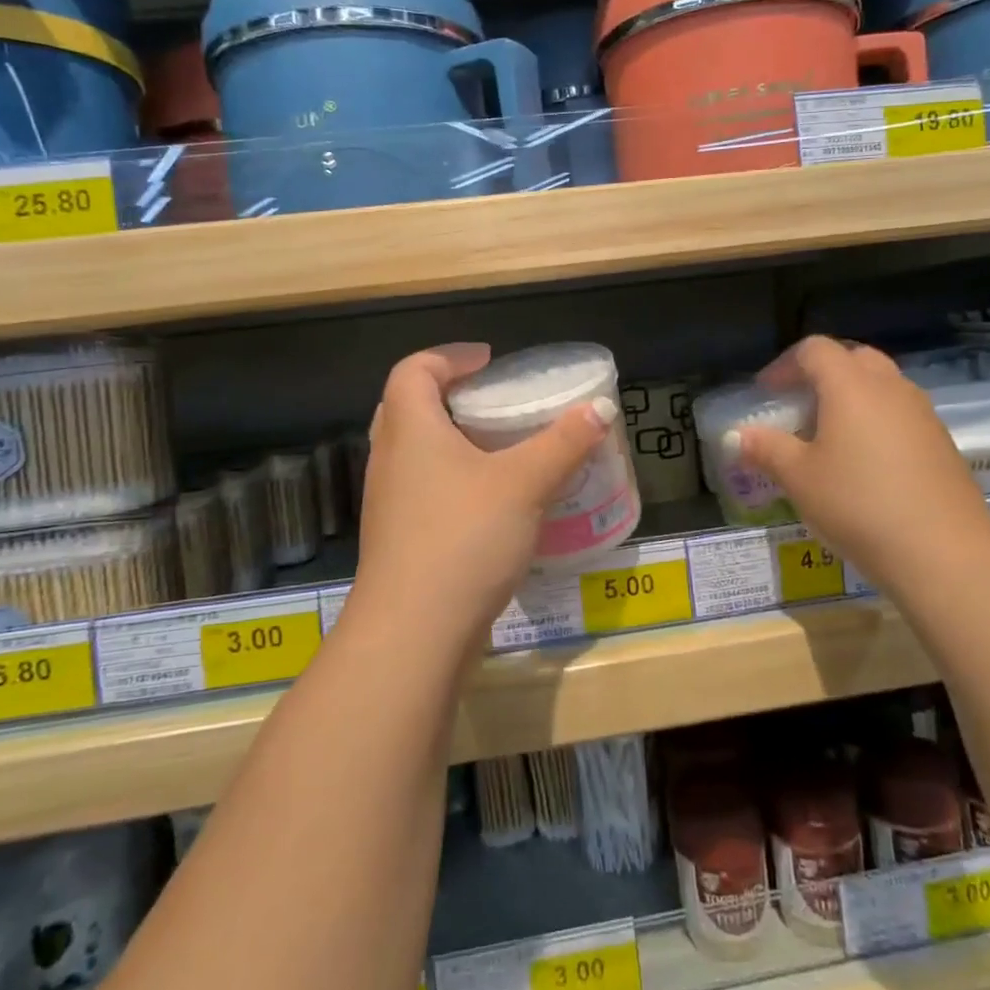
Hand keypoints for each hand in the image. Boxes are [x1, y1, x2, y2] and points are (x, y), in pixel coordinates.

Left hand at [352, 344, 617, 647]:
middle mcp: (390, 458)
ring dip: (451, 441)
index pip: (415, 369)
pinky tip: (490, 504)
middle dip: (449, 395)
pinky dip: (452, 480)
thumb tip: (601, 408)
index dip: (450, 355)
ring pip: (415, 452)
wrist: (413, 634)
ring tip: (499, 449)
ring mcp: (388, 503)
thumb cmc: (464, 538)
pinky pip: (422, 490)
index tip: (490, 361)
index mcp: (410, 428)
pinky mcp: (398, 539)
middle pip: (408, 406)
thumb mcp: (525, 483)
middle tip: (493, 401)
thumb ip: (564, 442)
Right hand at [731, 336, 989, 591]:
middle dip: (822, 374)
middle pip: (853, 359)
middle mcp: (890, 388)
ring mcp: (922, 414)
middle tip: (799, 406)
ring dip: (852, 397)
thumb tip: (738, 436)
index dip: (784, 365)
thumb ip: (766, 449)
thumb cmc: (858, 503)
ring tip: (829, 436)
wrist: (944, 551)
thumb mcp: (798, 478)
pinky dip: (876, 422)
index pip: (814, 350)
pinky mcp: (941, 442)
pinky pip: (901, 414)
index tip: (766, 393)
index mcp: (851, 385)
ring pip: (882, 386)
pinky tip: (865, 463)